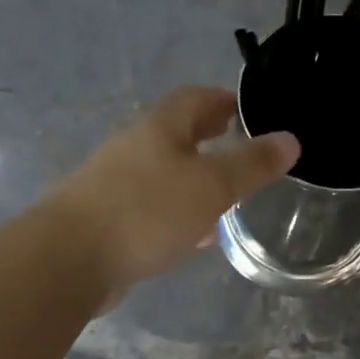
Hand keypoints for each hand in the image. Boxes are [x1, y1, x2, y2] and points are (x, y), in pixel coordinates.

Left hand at [47, 87, 298, 301]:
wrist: (69, 259)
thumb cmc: (146, 212)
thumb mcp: (211, 187)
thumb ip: (251, 165)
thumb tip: (290, 139)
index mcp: (158, 128)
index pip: (194, 98)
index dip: (222, 100)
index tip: (246, 111)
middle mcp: (133, 148)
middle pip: (175, 134)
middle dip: (208, 139)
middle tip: (237, 147)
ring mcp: (114, 184)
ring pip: (163, 173)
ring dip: (193, 179)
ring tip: (224, 197)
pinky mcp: (105, 219)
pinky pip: (150, 207)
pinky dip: (176, 212)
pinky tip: (191, 236)